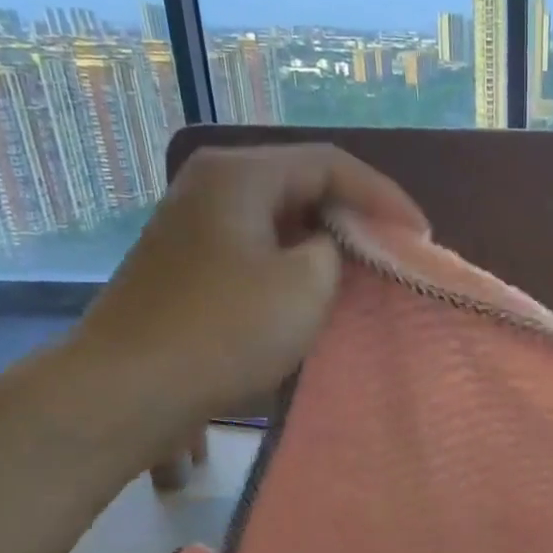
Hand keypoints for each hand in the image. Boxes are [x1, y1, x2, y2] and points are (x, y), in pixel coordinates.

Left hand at [71, 144, 416, 430]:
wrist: (131, 388)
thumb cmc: (226, 331)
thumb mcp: (306, 286)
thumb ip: (335, 250)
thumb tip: (328, 247)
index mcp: (240, 173)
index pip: (330, 164)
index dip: (384, 196)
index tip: (421, 235)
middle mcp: (212, 184)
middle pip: (301, 183)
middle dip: (356, 215)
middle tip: (396, 250)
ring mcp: (194, 224)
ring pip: (279, 217)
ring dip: (325, 241)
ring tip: (364, 270)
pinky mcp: (187, 263)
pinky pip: (257, 246)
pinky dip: (294, 262)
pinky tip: (313, 290)